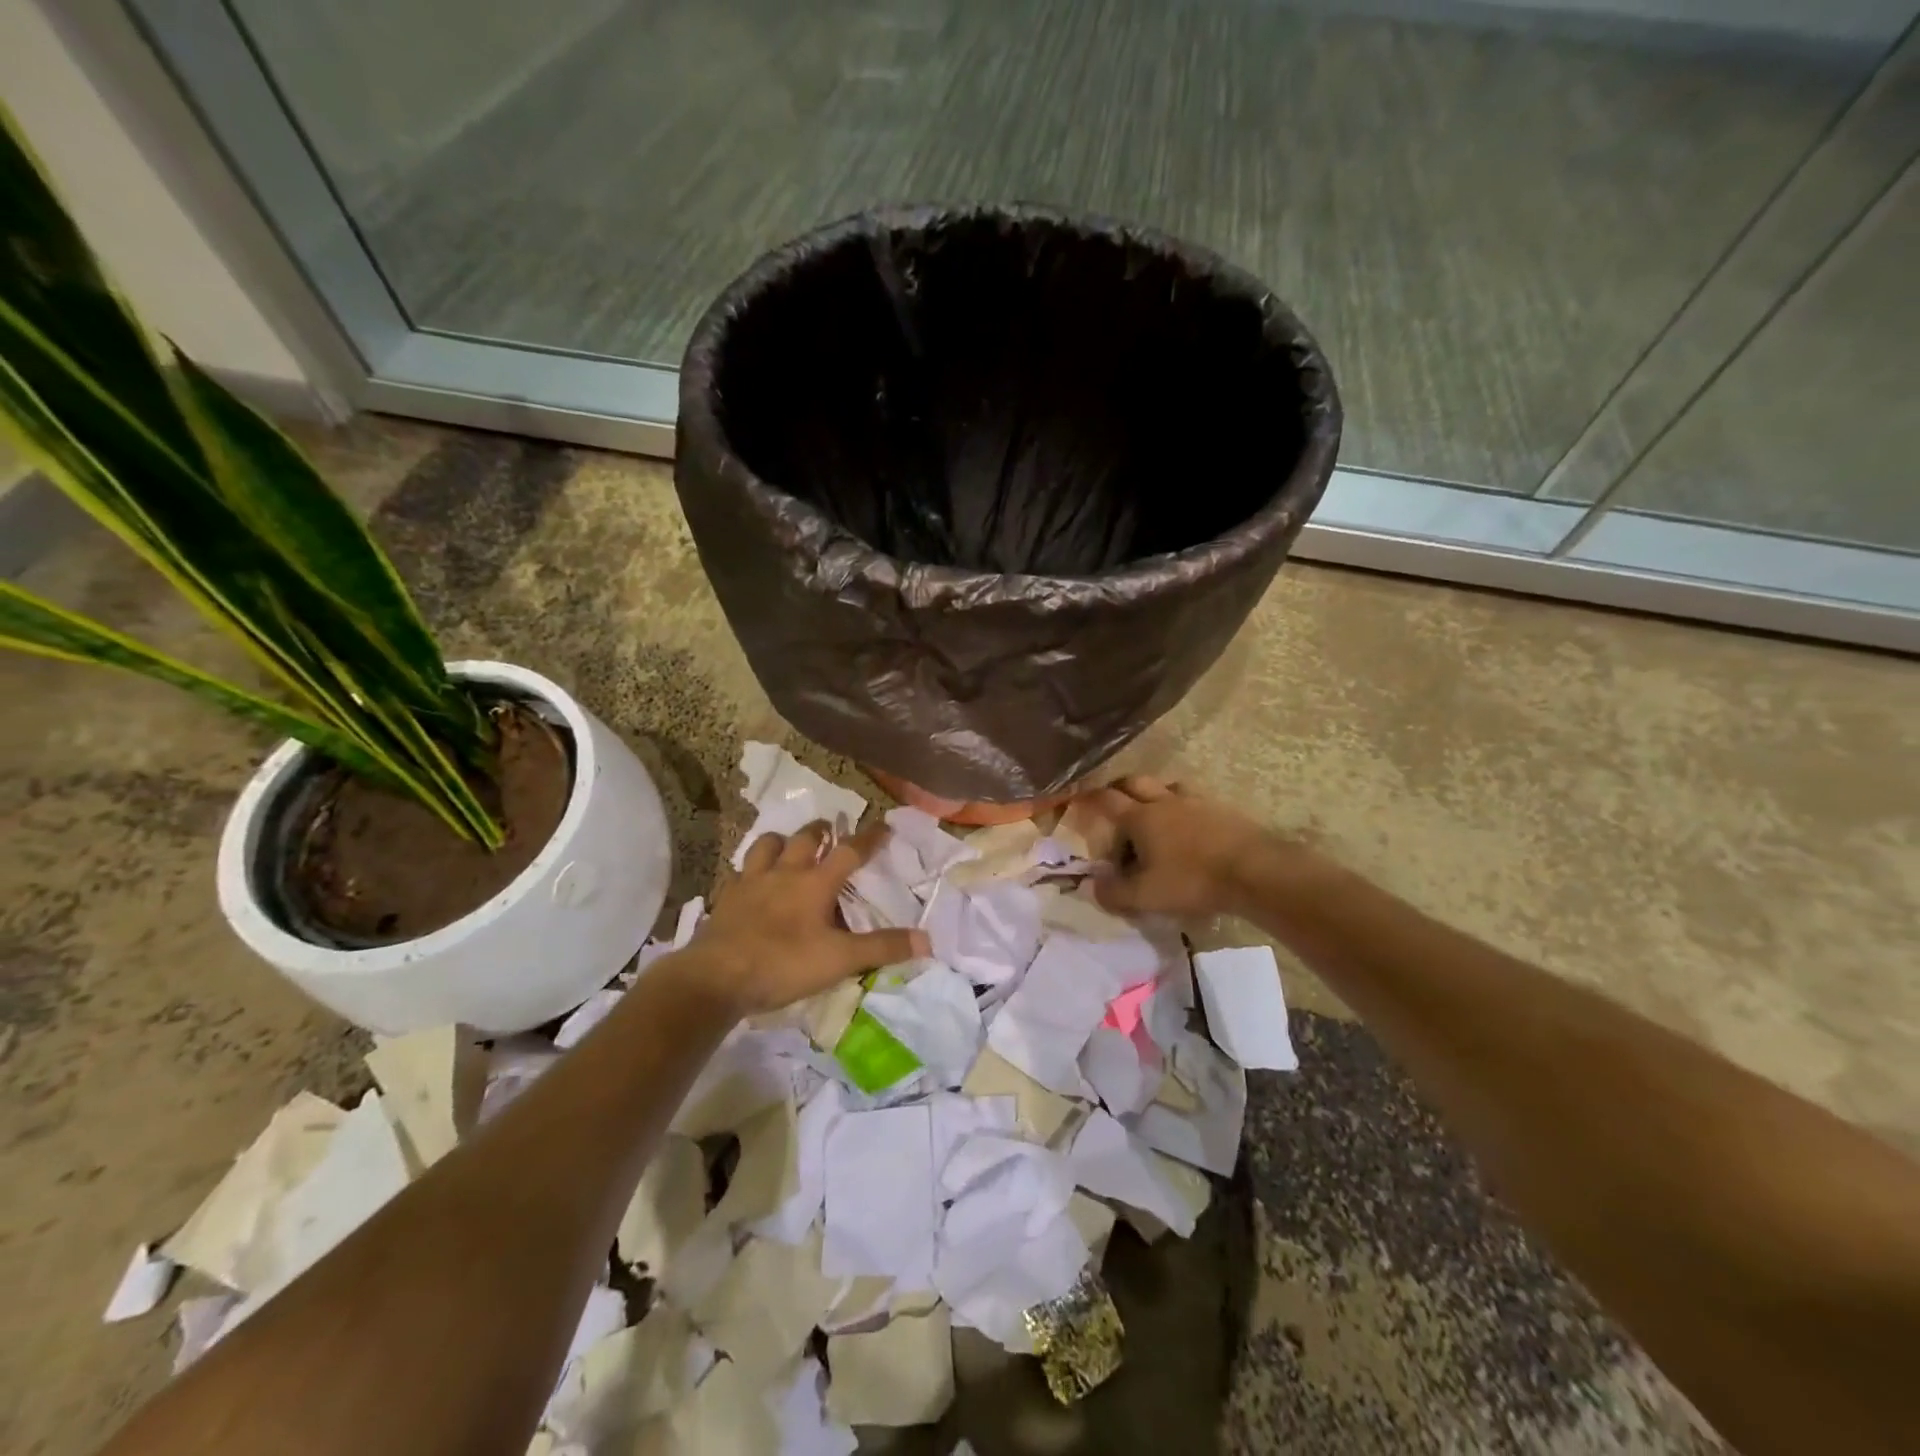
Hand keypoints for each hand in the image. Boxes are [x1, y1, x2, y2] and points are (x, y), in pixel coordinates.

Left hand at [688, 821, 929, 1015]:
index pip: (850, 851)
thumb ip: (882, 948)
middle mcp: (784, 872)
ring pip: (766, 845)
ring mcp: (751, 882)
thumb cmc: (784, 963)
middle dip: (821, 831)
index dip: (869, 837)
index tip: (883, 824)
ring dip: (781, 841)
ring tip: (788, 846)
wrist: (717, 977)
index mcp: (815, 883)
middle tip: (830, 831)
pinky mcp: (726, 898)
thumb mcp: (840, 960)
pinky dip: (749, 870)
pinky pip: (738, 873)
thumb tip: (927, 940)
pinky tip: (750, 880)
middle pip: (805, 838)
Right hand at [1086, 775, 1296, 918]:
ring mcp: (1197, 802)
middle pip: (1136, 782)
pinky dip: (1184, 807)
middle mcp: (1165, 801)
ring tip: (1154, 811)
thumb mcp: (1146, 896)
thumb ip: (1114, 893)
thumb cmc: (1192, 880)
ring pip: (1168, 786)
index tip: (1078, 797)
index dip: (1089, 798)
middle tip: (1114, 800)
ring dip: (1156, 794)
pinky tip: (1190, 826)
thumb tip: (1091, 886)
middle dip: (1120, 788)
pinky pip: (1195, 800)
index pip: (1107, 800)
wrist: (1255, 871)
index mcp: (1141, 817)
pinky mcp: (1223, 810)